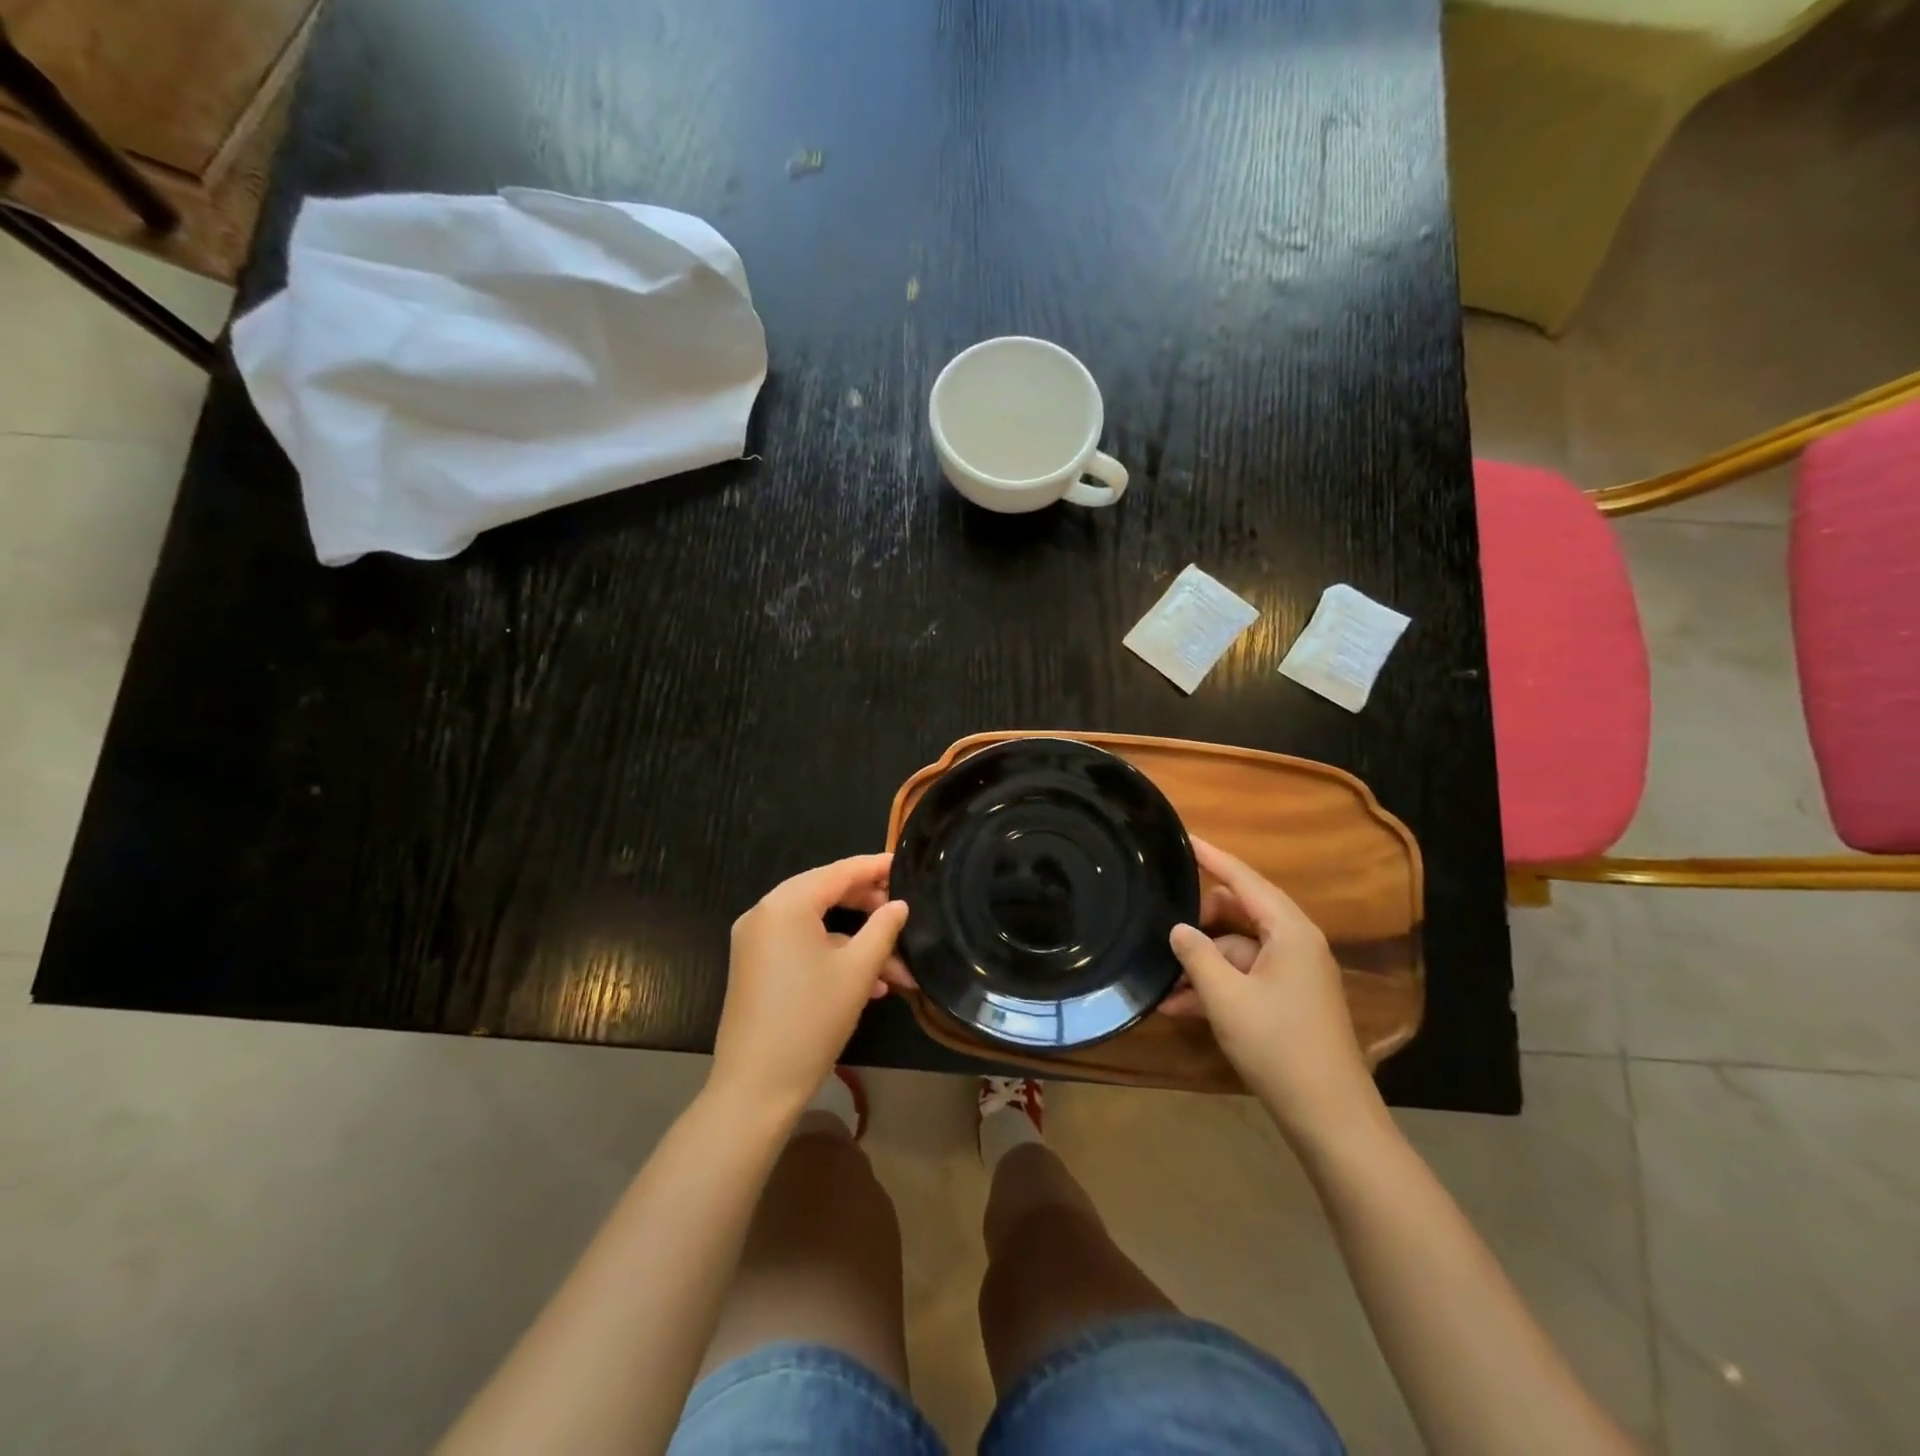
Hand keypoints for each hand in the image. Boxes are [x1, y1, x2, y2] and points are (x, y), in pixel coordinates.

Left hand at [710, 854, 908, 1117]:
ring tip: (897, 969)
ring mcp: (755, 941)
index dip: (876, 867)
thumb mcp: (858, 970)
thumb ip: (883, 928)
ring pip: (817, 925)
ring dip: (856, 942)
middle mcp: (764, 913)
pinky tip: (868, 985)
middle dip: (869, 908)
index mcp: (786, 904)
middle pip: (826, 894)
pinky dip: (833, 956)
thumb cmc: (811, 1020)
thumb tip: (899, 905)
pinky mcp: (755, 967)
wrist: (756, 1088)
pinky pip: (800, 946)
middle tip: (905, 916)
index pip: (840, 871)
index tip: (906, 865)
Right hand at [1163, 837, 1379, 1141]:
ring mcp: (1294, 973)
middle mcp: (1295, 943)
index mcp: (1289, 931)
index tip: (1183, 837)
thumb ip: (1196, 955)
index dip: (1211, 857)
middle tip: (1161, 930)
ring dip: (1201, 963)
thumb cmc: (1278, 1047)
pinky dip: (1216, 986)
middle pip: (1238, 913)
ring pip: (1237, 950)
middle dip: (1199, 922)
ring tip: (1161, 983)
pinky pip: (1244, 976)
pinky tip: (1178, 1006)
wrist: (1330, 1117)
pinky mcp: (1288, 999)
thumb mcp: (1225, 998)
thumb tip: (1178, 928)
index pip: (1244, 879)